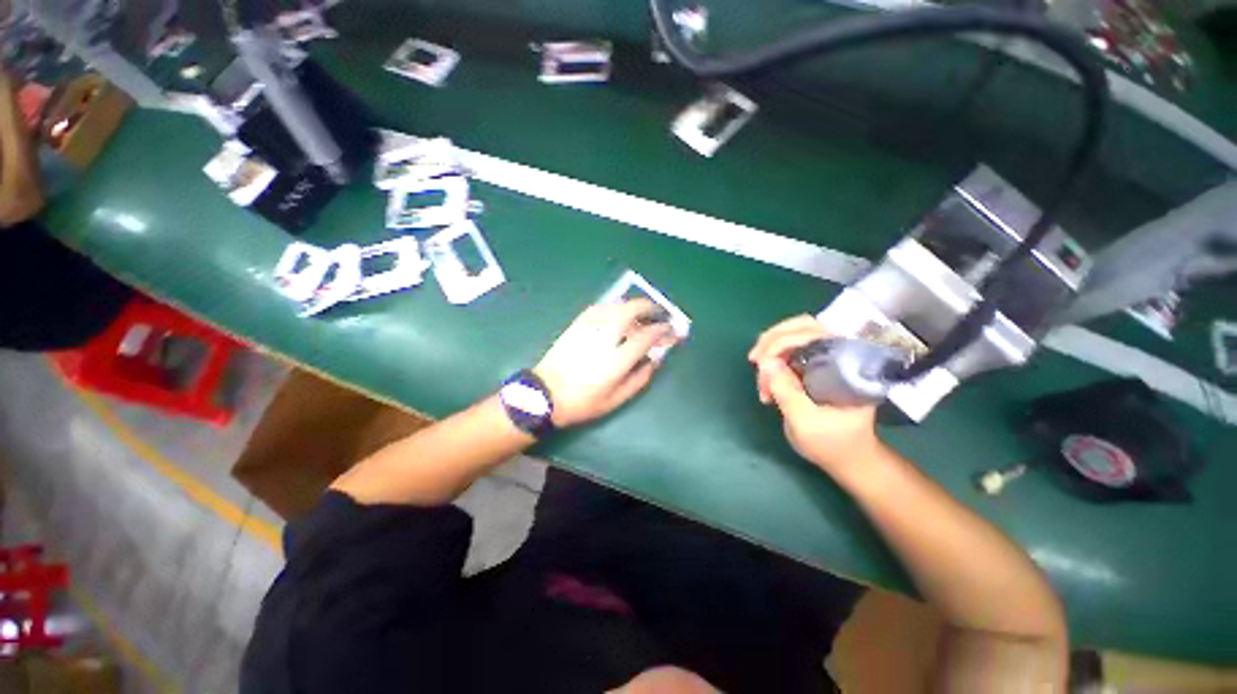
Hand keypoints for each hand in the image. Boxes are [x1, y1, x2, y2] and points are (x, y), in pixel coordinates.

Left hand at [535, 299, 679, 427]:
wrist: (545, 395)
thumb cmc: (582, 402)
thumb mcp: (616, 400)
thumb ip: (639, 378)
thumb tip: (655, 360)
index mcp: (616, 360)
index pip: (646, 336)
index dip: (662, 330)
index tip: (671, 330)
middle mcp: (604, 338)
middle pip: (632, 311)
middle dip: (650, 308)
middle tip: (660, 313)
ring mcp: (588, 328)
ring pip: (616, 306)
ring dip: (634, 306)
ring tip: (643, 314)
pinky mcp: (576, 324)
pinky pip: (600, 307)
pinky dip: (615, 307)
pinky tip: (620, 312)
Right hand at [748, 315, 881, 472]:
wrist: (848, 457)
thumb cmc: (833, 443)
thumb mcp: (805, 422)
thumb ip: (786, 390)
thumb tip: (766, 361)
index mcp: (849, 364)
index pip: (814, 333)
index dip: (782, 342)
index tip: (760, 363)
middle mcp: (840, 353)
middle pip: (803, 326)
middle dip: (772, 340)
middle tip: (754, 360)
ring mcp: (828, 357)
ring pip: (793, 335)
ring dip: (770, 351)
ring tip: (762, 381)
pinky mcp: (817, 365)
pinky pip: (790, 349)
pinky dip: (773, 359)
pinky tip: (767, 379)